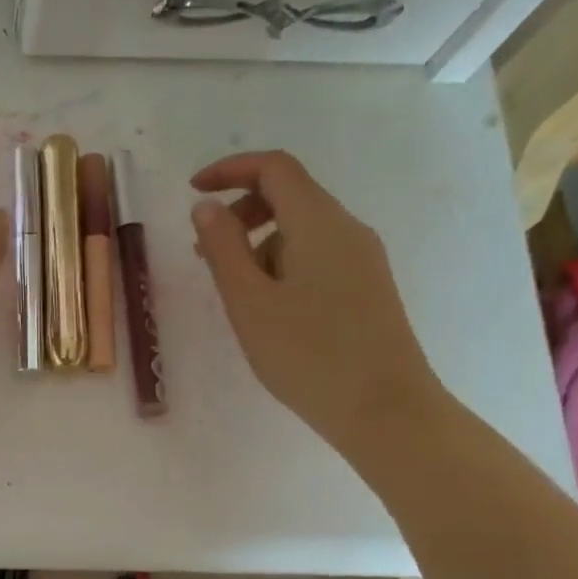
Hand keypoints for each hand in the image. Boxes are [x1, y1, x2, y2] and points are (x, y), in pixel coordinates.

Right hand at [189, 151, 442, 457]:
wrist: (385, 410)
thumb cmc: (308, 354)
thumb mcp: (249, 301)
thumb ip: (223, 248)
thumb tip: (205, 207)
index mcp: (319, 222)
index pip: (274, 168)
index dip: (230, 169)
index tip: (193, 190)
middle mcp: (347, 229)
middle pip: (290, 195)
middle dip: (241, 211)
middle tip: (205, 251)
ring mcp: (363, 259)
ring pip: (302, 229)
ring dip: (259, 244)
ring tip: (234, 291)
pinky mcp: (368, 287)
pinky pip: (317, 255)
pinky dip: (282, 264)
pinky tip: (269, 308)